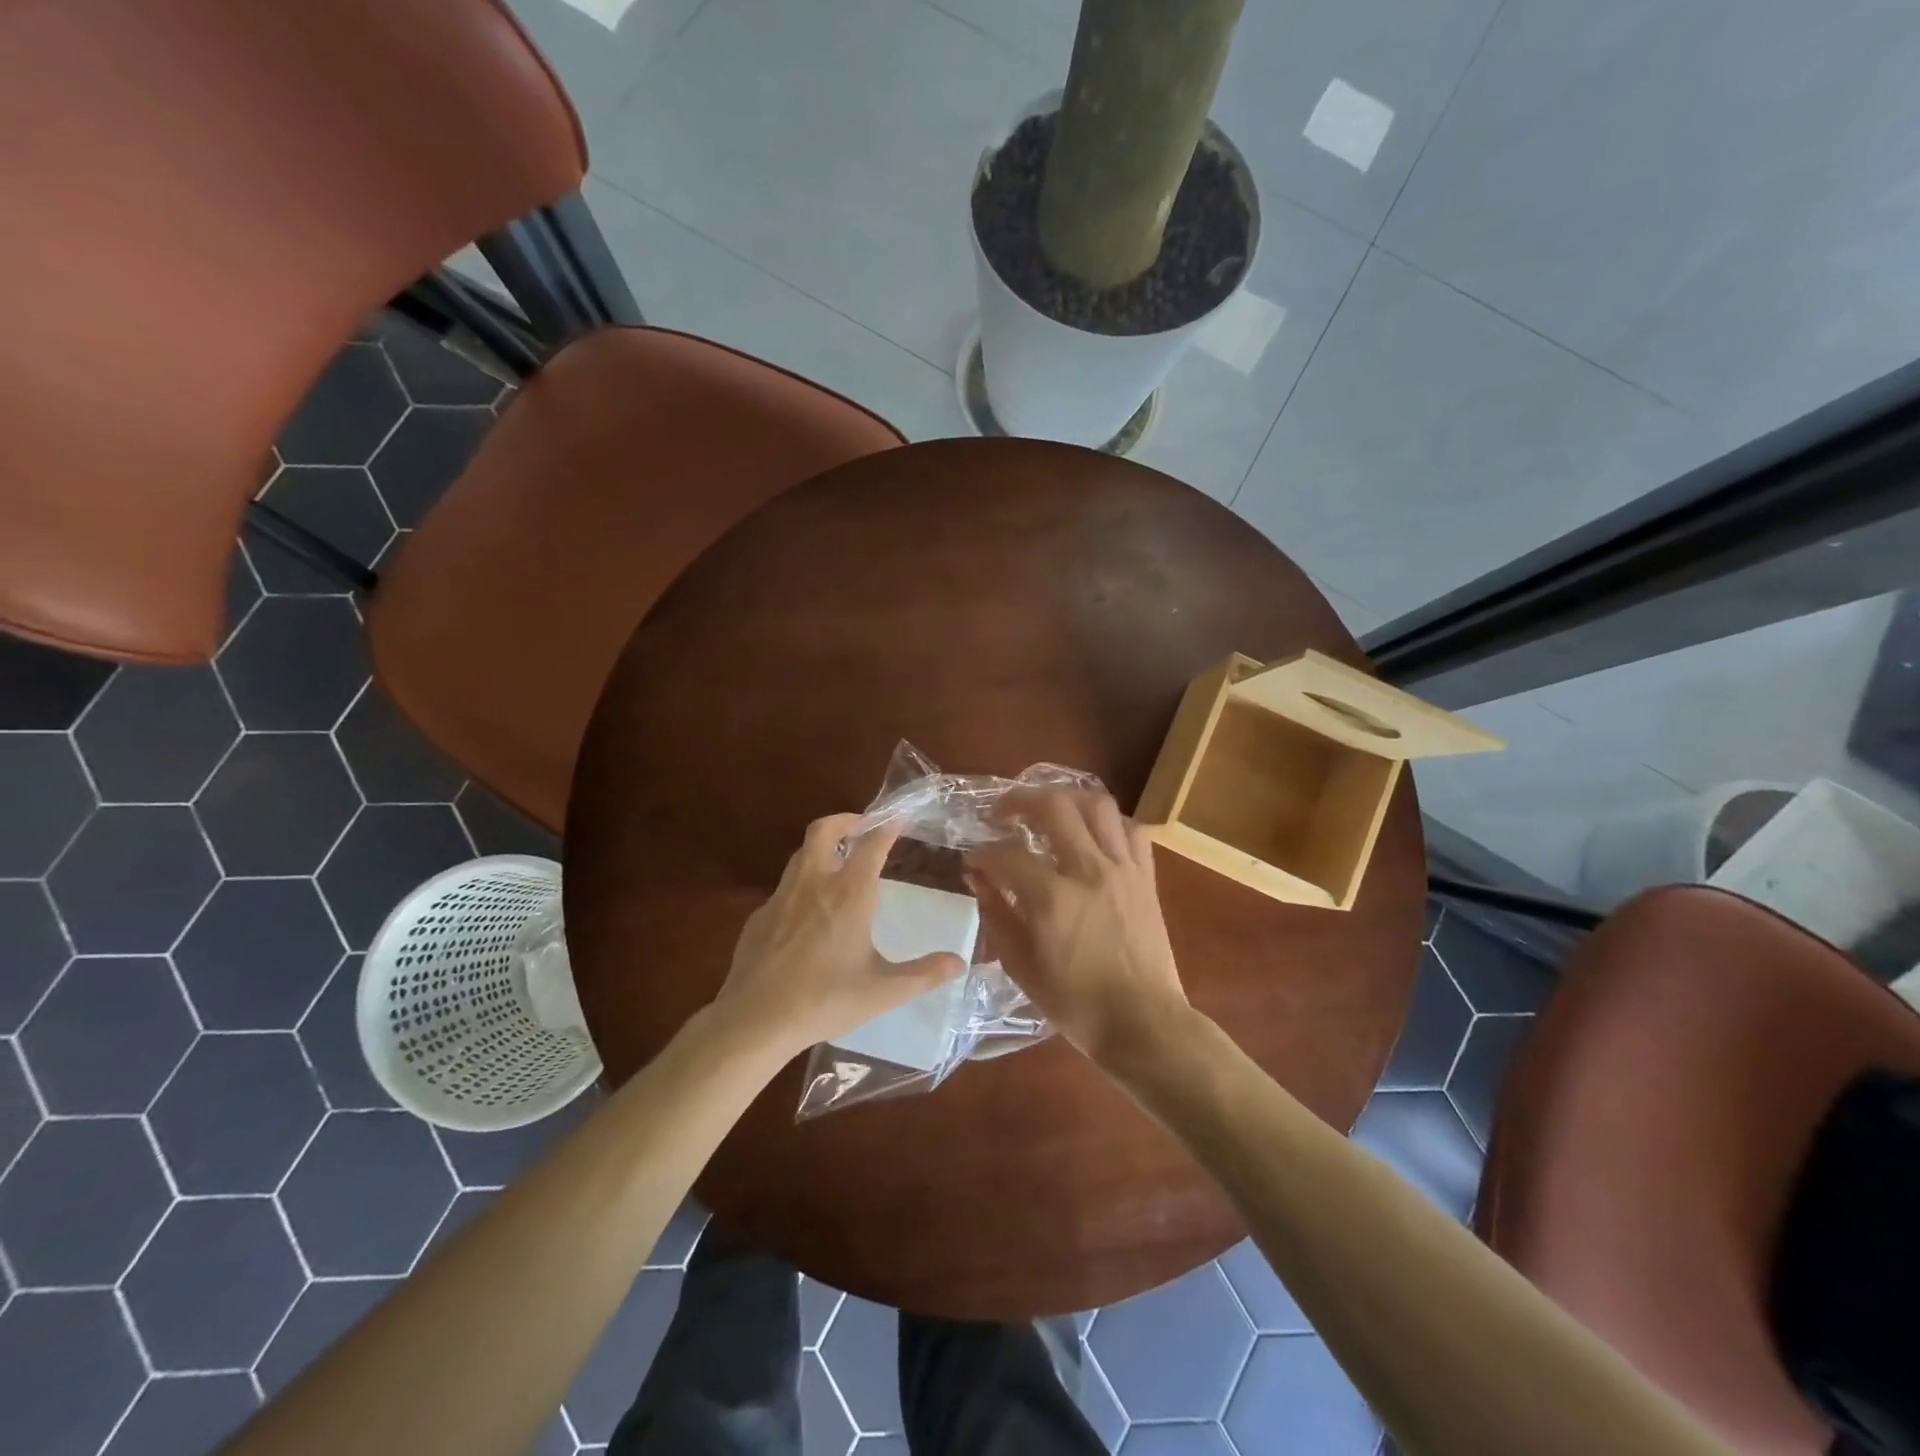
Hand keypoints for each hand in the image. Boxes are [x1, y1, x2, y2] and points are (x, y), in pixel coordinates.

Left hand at [713, 813, 966, 1060]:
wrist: (756, 1019)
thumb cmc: (825, 1000)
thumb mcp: (883, 991)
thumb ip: (923, 974)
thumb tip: (959, 963)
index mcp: (849, 894)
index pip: (872, 844)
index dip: (887, 826)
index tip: (899, 816)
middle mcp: (814, 883)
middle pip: (824, 830)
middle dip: (844, 820)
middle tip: (861, 827)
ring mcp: (781, 897)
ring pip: (800, 854)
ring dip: (821, 848)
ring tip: (837, 863)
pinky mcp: (759, 916)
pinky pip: (783, 888)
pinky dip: (801, 885)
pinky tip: (806, 913)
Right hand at [964, 788, 1192, 1069]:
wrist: (1143, 1023)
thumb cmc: (1076, 1005)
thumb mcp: (1021, 967)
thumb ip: (997, 915)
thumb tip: (979, 879)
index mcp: (1052, 899)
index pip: (1006, 854)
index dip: (981, 853)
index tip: (973, 862)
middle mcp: (1088, 870)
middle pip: (1053, 806)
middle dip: (1019, 801)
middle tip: (1002, 814)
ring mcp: (1122, 868)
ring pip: (1097, 804)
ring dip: (1066, 799)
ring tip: (1047, 811)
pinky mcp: (1145, 876)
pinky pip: (1130, 829)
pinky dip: (1107, 822)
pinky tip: (1091, 835)